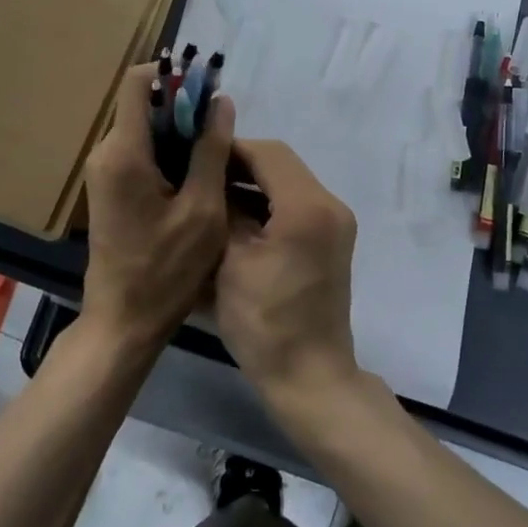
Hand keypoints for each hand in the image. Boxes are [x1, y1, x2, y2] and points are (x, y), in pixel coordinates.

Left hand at [81, 63, 235, 352]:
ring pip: (144, 128)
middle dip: (183, 106)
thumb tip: (221, 102)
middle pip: (143, 104)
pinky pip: (139, 151)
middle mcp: (106, 152)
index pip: (137, 82)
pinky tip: (195, 175)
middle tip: (221, 129)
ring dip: (178, 131)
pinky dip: (167, 152)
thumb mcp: (203, 210)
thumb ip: (211, 151)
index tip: (206, 87)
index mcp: (124, 152)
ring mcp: (104, 170)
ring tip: (215, 153)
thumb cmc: (166, 270)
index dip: (172, 74)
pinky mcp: (109, 187)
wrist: (123, 321)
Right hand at [215, 141, 358, 403]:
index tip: (193, 153)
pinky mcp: (330, 240)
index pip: (266, 153)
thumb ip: (222, 210)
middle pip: (279, 164)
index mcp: (307, 207)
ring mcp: (334, 223)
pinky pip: (295, 204)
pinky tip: (235, 217)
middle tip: (199, 172)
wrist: (309, 378)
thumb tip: (208, 179)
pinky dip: (266, 203)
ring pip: (287, 182)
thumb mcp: (230, 261)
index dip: (229, 149)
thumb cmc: (264, 322)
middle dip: (239, 165)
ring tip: (211, 193)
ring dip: (252, 183)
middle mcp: (329, 205)